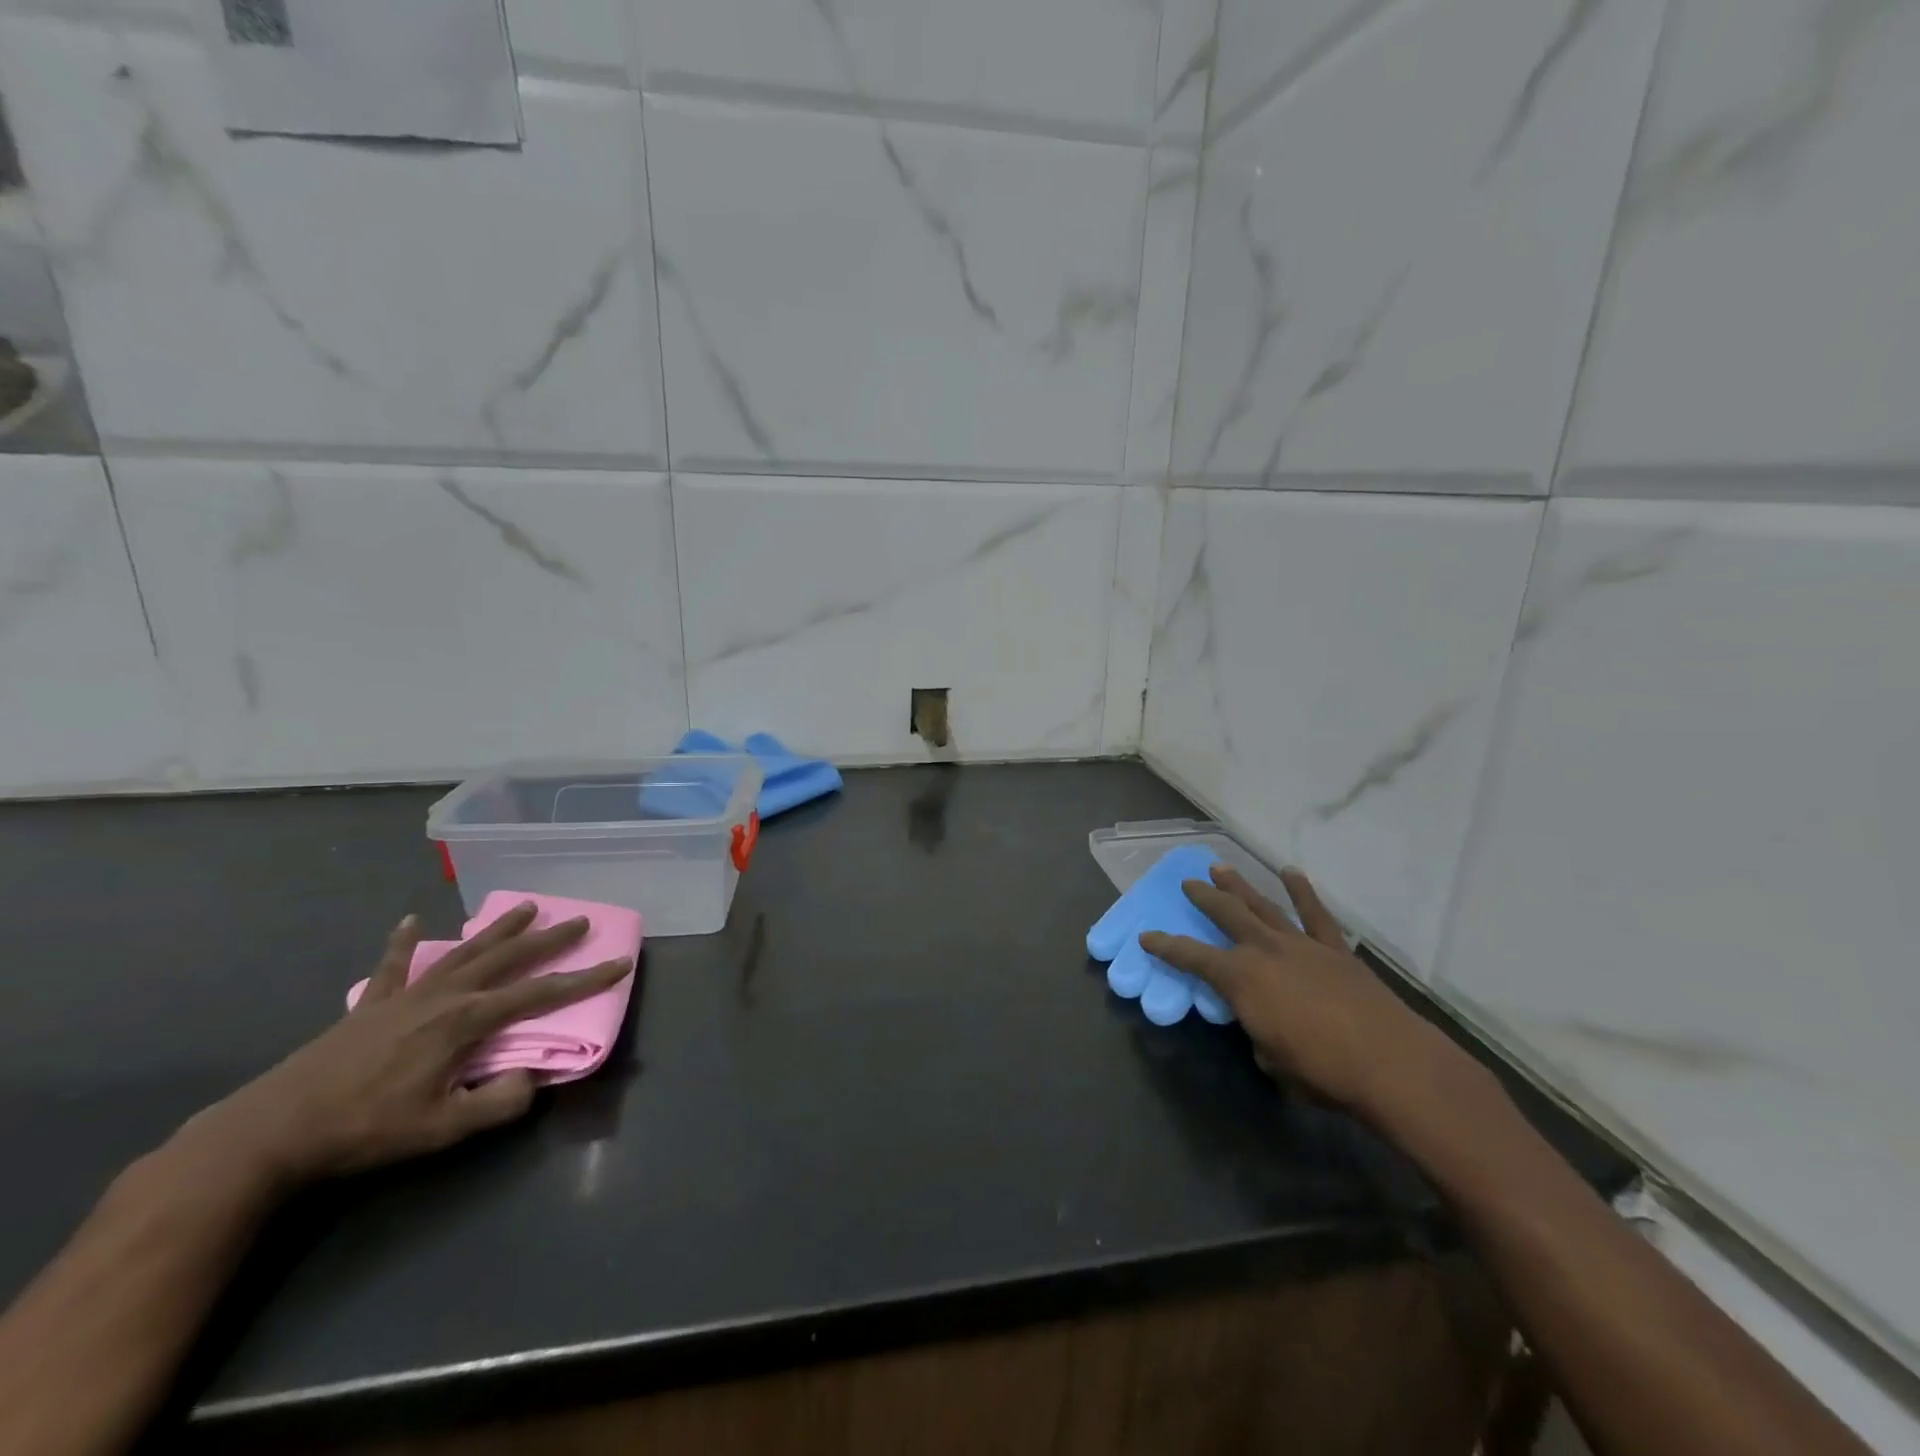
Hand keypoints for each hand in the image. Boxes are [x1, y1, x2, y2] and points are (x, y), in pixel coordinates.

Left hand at [182, 904, 633, 1188]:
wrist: (272, 1131)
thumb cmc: (366, 1130)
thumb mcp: (443, 1130)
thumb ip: (499, 1103)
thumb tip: (534, 1077)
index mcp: (467, 1021)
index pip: (541, 994)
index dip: (585, 979)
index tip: (619, 963)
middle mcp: (445, 996)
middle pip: (508, 959)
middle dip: (549, 939)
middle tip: (580, 921)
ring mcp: (406, 995)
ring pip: (465, 952)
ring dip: (498, 929)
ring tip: (527, 906)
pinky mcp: (371, 1004)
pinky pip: (394, 965)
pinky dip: (405, 943)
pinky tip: (412, 921)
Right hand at [1141, 866, 1470, 1119]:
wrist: (1390, 1062)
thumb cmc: (1321, 1070)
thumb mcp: (1271, 1061)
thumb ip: (1258, 1034)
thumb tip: (1263, 1026)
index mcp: (1240, 978)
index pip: (1192, 957)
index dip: (1166, 947)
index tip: (1148, 936)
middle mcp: (1264, 950)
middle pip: (1226, 915)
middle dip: (1204, 898)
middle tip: (1188, 883)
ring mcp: (1301, 944)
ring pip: (1263, 906)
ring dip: (1240, 886)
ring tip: (1221, 868)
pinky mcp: (1334, 949)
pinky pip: (1314, 914)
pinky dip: (1302, 891)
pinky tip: (1291, 873)